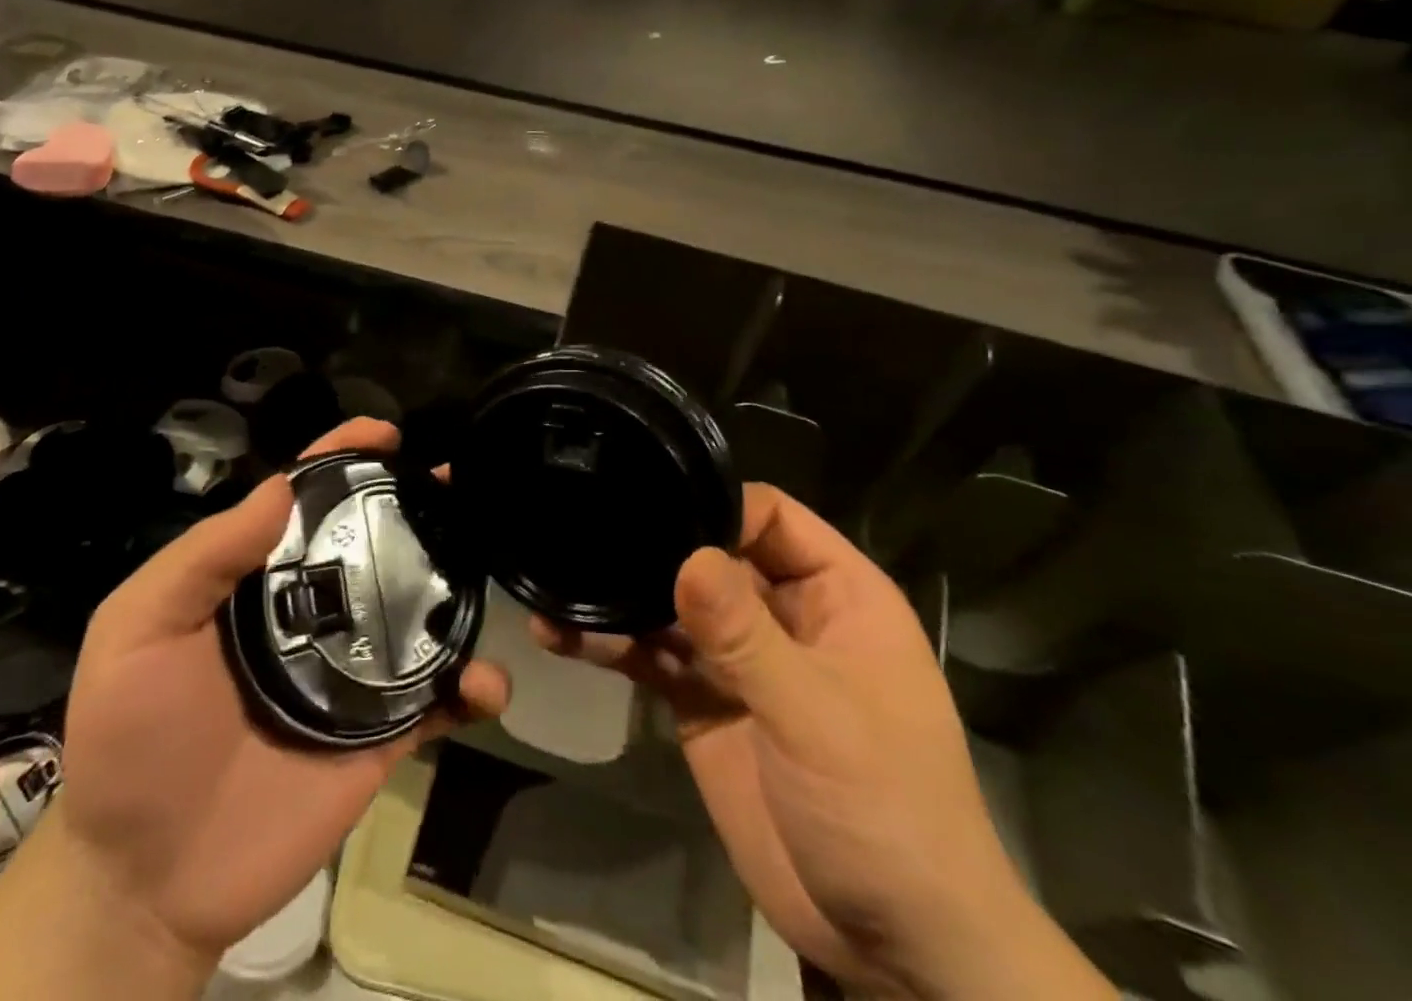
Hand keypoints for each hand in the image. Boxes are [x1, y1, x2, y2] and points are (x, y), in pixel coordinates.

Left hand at [57, 418, 510, 969]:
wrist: (146, 879)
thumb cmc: (130, 740)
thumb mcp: (139, 631)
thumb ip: (203, 557)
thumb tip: (280, 487)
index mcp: (258, 579)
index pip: (305, 501)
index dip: (342, 457)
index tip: (385, 433)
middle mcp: (312, 610)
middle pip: (374, 543)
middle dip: (418, 506)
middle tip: (460, 484)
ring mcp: (352, 670)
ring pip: (419, 613)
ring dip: (460, 586)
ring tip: (491, 564)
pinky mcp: (380, 734)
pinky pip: (437, 702)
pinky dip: (471, 689)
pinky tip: (486, 684)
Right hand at [536, 485, 1113, 1000]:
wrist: (893, 948)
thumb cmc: (885, 812)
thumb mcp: (817, 716)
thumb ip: (746, 635)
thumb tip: (687, 556)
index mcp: (834, 596)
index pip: (770, 517)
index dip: (716, 505)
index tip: (651, 506)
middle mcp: (782, 614)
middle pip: (710, 554)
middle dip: (653, 546)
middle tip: (584, 533)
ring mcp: (738, 659)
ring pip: (672, 605)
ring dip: (620, 597)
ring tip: (560, 589)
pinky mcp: (702, 701)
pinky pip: (652, 657)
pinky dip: (610, 645)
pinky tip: (560, 636)